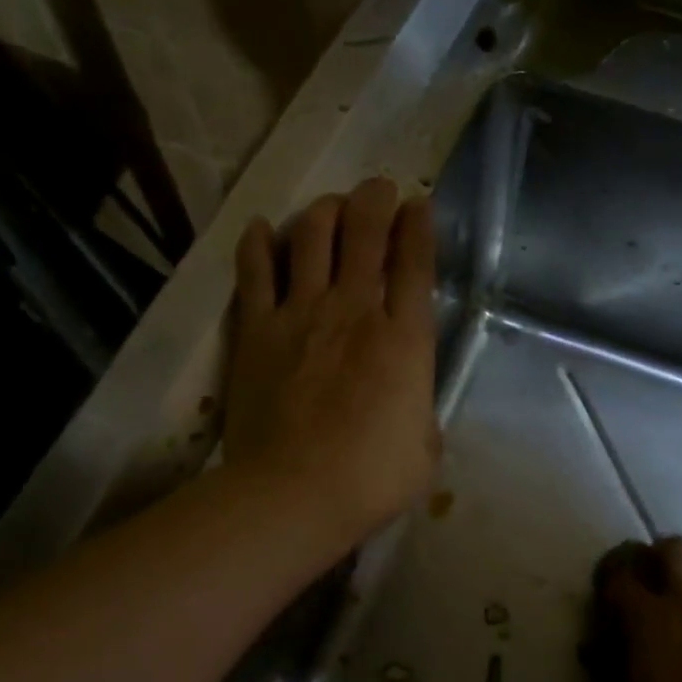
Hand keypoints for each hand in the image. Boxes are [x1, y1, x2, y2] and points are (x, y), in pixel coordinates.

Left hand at [225, 178, 440, 554]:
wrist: (294, 493)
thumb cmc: (372, 478)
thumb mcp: (425, 448)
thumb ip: (420, 410)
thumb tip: (409, 400)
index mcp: (405, 338)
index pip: (416, 262)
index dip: (419, 225)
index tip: (418, 203)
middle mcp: (356, 310)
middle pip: (365, 233)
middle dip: (375, 200)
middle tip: (377, 189)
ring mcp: (302, 314)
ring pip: (312, 238)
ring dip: (324, 212)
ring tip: (330, 206)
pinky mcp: (258, 330)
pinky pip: (256, 272)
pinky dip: (259, 244)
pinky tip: (263, 228)